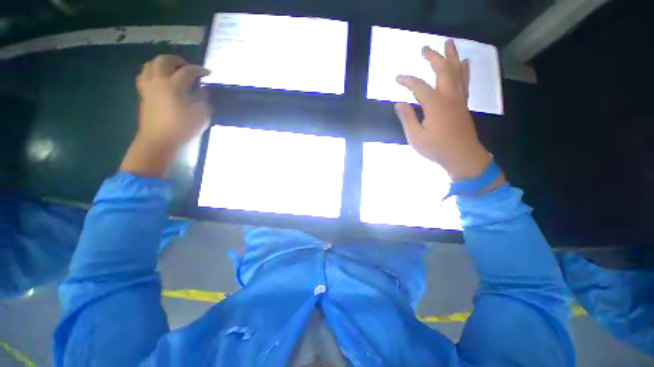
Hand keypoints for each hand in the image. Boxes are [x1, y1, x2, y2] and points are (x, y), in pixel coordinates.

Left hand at [136, 55, 210, 148]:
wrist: (159, 141)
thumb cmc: (181, 129)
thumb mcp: (201, 116)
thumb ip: (203, 100)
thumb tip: (201, 91)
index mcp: (173, 87)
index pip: (188, 71)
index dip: (199, 70)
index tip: (208, 73)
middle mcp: (158, 82)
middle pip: (164, 60)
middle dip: (177, 60)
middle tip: (188, 67)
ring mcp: (148, 87)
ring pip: (150, 65)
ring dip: (162, 63)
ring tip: (172, 70)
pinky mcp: (143, 94)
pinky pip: (144, 75)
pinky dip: (152, 72)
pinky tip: (159, 78)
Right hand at [395, 39, 491, 179]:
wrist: (462, 156)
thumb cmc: (436, 148)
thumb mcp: (415, 137)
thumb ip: (407, 118)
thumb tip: (398, 103)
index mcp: (435, 105)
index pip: (419, 86)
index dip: (407, 80)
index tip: (397, 78)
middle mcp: (449, 97)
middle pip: (443, 70)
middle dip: (433, 57)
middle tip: (424, 48)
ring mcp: (459, 99)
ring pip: (457, 72)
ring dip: (452, 56)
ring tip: (449, 43)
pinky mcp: (463, 104)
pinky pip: (465, 82)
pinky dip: (464, 70)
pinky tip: (464, 62)